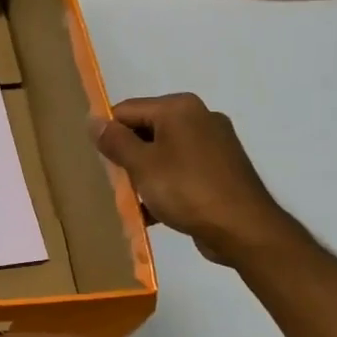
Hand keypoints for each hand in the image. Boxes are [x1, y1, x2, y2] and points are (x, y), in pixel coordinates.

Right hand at [91, 93, 296, 264]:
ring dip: (145, 175)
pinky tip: (155, 212)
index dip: (110, 135)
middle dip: (128, 157)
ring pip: (163, 153)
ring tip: (136, 201)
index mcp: (179, 108)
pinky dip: (166, 185)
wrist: (243, 229)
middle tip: (118, 184)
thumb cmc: (187, 190)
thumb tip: (92, 120)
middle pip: (145, 130)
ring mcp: (214, 143)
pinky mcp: (222, 169)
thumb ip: (114, 141)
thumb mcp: (141, 165)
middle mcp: (199, 117)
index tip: (103, 164)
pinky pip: (182, 170)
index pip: (126, 111)